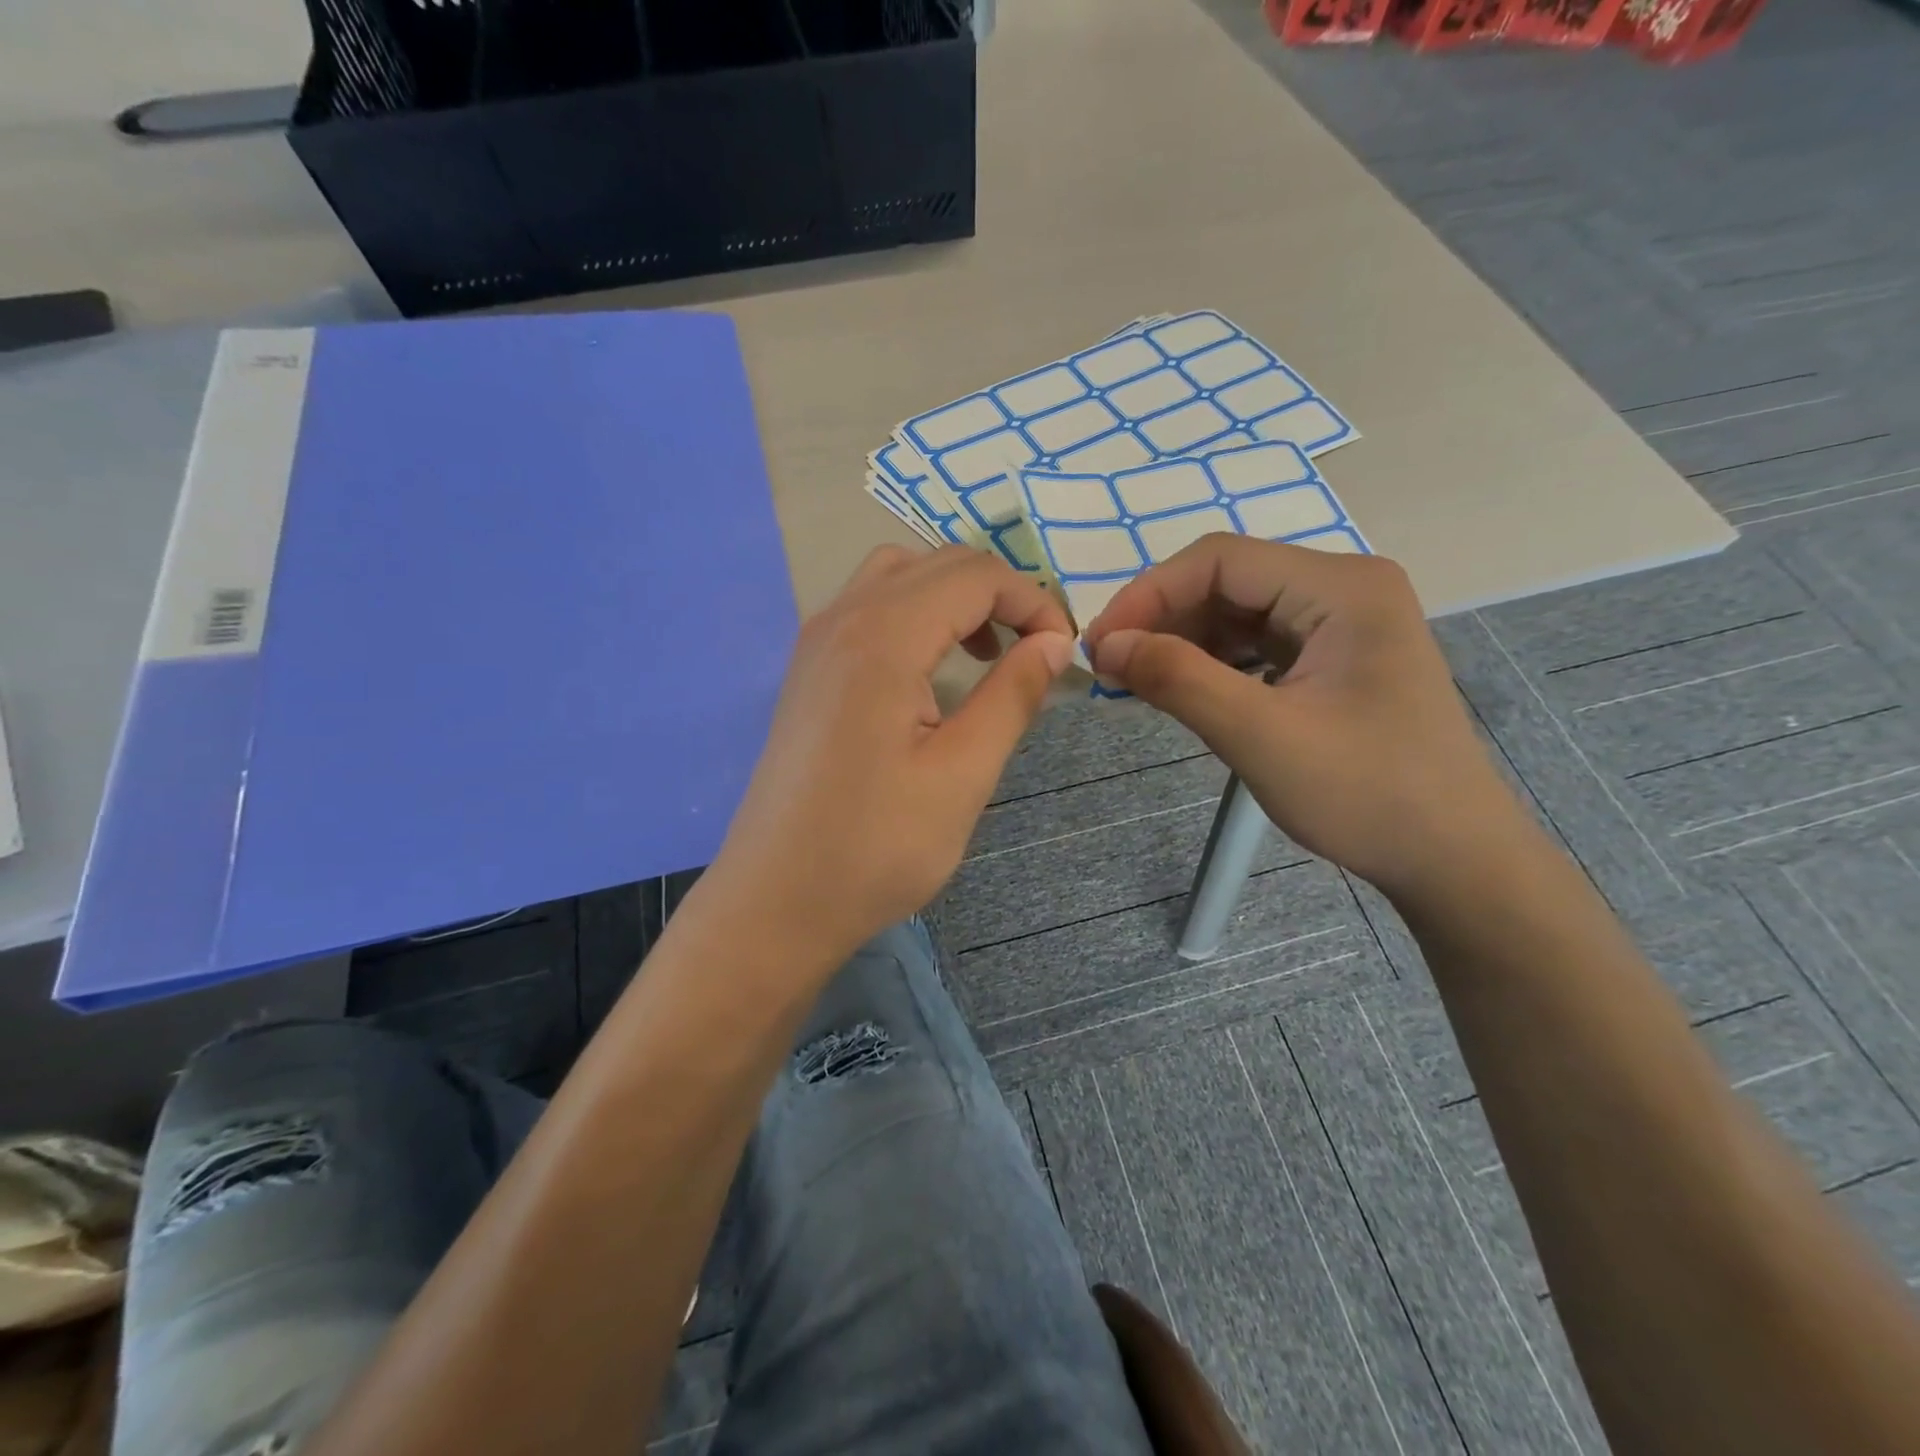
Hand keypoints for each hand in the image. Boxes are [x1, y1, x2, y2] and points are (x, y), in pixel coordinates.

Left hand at [706, 545, 1074, 963]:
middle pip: (938, 564)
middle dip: (1000, 594)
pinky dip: (916, 615)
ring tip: (986, 654)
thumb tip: (1053, 644)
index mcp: (883, 637)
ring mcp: (816, 641)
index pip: (976, 576)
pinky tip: (932, 672)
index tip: (1062, 654)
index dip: (1033, 603)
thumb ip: (1012, 697)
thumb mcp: (963, 775)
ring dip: (955, 597)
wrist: (775, 901)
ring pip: (899, 576)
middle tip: (1035, 652)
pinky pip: (869, 608)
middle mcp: (842, 618)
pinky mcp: (807, 670)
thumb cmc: (875, 848)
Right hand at [1082, 535, 1526, 900]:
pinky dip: (1212, 661)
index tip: (1099, 645)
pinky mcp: (1334, 656)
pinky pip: (1257, 641)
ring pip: (1238, 610)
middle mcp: (1344, 587)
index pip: (1221, 560)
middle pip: (1228, 579)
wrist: (1451, 858)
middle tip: (1110, 666)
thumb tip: (1106, 644)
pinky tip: (1183, 688)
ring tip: (1137, 680)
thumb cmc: (1365, 795)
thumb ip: (1179, 679)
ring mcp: (1342, 622)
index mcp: (1341, 587)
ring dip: (1182, 640)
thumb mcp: (1260, 736)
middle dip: (1163, 618)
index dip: (1149, 593)